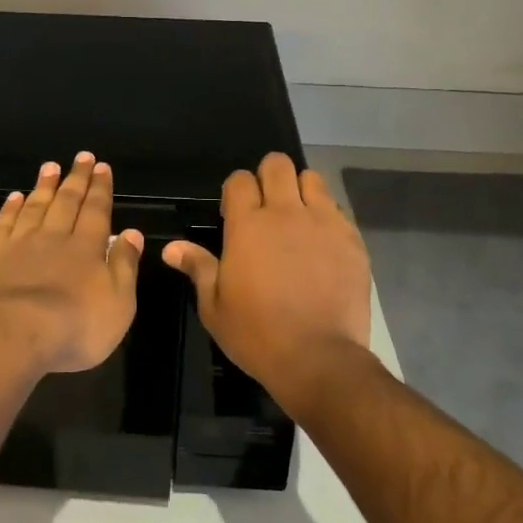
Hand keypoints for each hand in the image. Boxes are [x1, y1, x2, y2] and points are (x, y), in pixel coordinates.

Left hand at [0, 152, 144, 374]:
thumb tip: (133, 233)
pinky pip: (4, 223)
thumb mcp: (118, 303)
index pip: (96, 210)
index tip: (102, 167)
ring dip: (45, 185)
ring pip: (36, 206)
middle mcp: (55, 236)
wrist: (14, 335)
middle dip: (76, 178)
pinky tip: (15, 196)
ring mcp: (20, 243)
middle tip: (82, 157)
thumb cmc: (75, 326)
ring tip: (51, 166)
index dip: (100, 188)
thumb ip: (125, 265)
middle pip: (67, 201)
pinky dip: (11, 208)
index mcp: (86, 247)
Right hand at [164, 153, 371, 412]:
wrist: (318, 359)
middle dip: (268, 177)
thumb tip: (170, 248)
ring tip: (297, 219)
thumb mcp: (214, 306)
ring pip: (312, 179)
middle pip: (278, 164)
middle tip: (267, 207)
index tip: (234, 214)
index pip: (240, 179)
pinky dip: (327, 217)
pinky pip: (338, 210)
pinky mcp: (351, 239)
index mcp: (247, 224)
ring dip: (300, 191)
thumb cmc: (257, 334)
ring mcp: (323, 223)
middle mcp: (285, 212)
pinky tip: (322, 245)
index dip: (235, 191)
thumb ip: (197, 267)